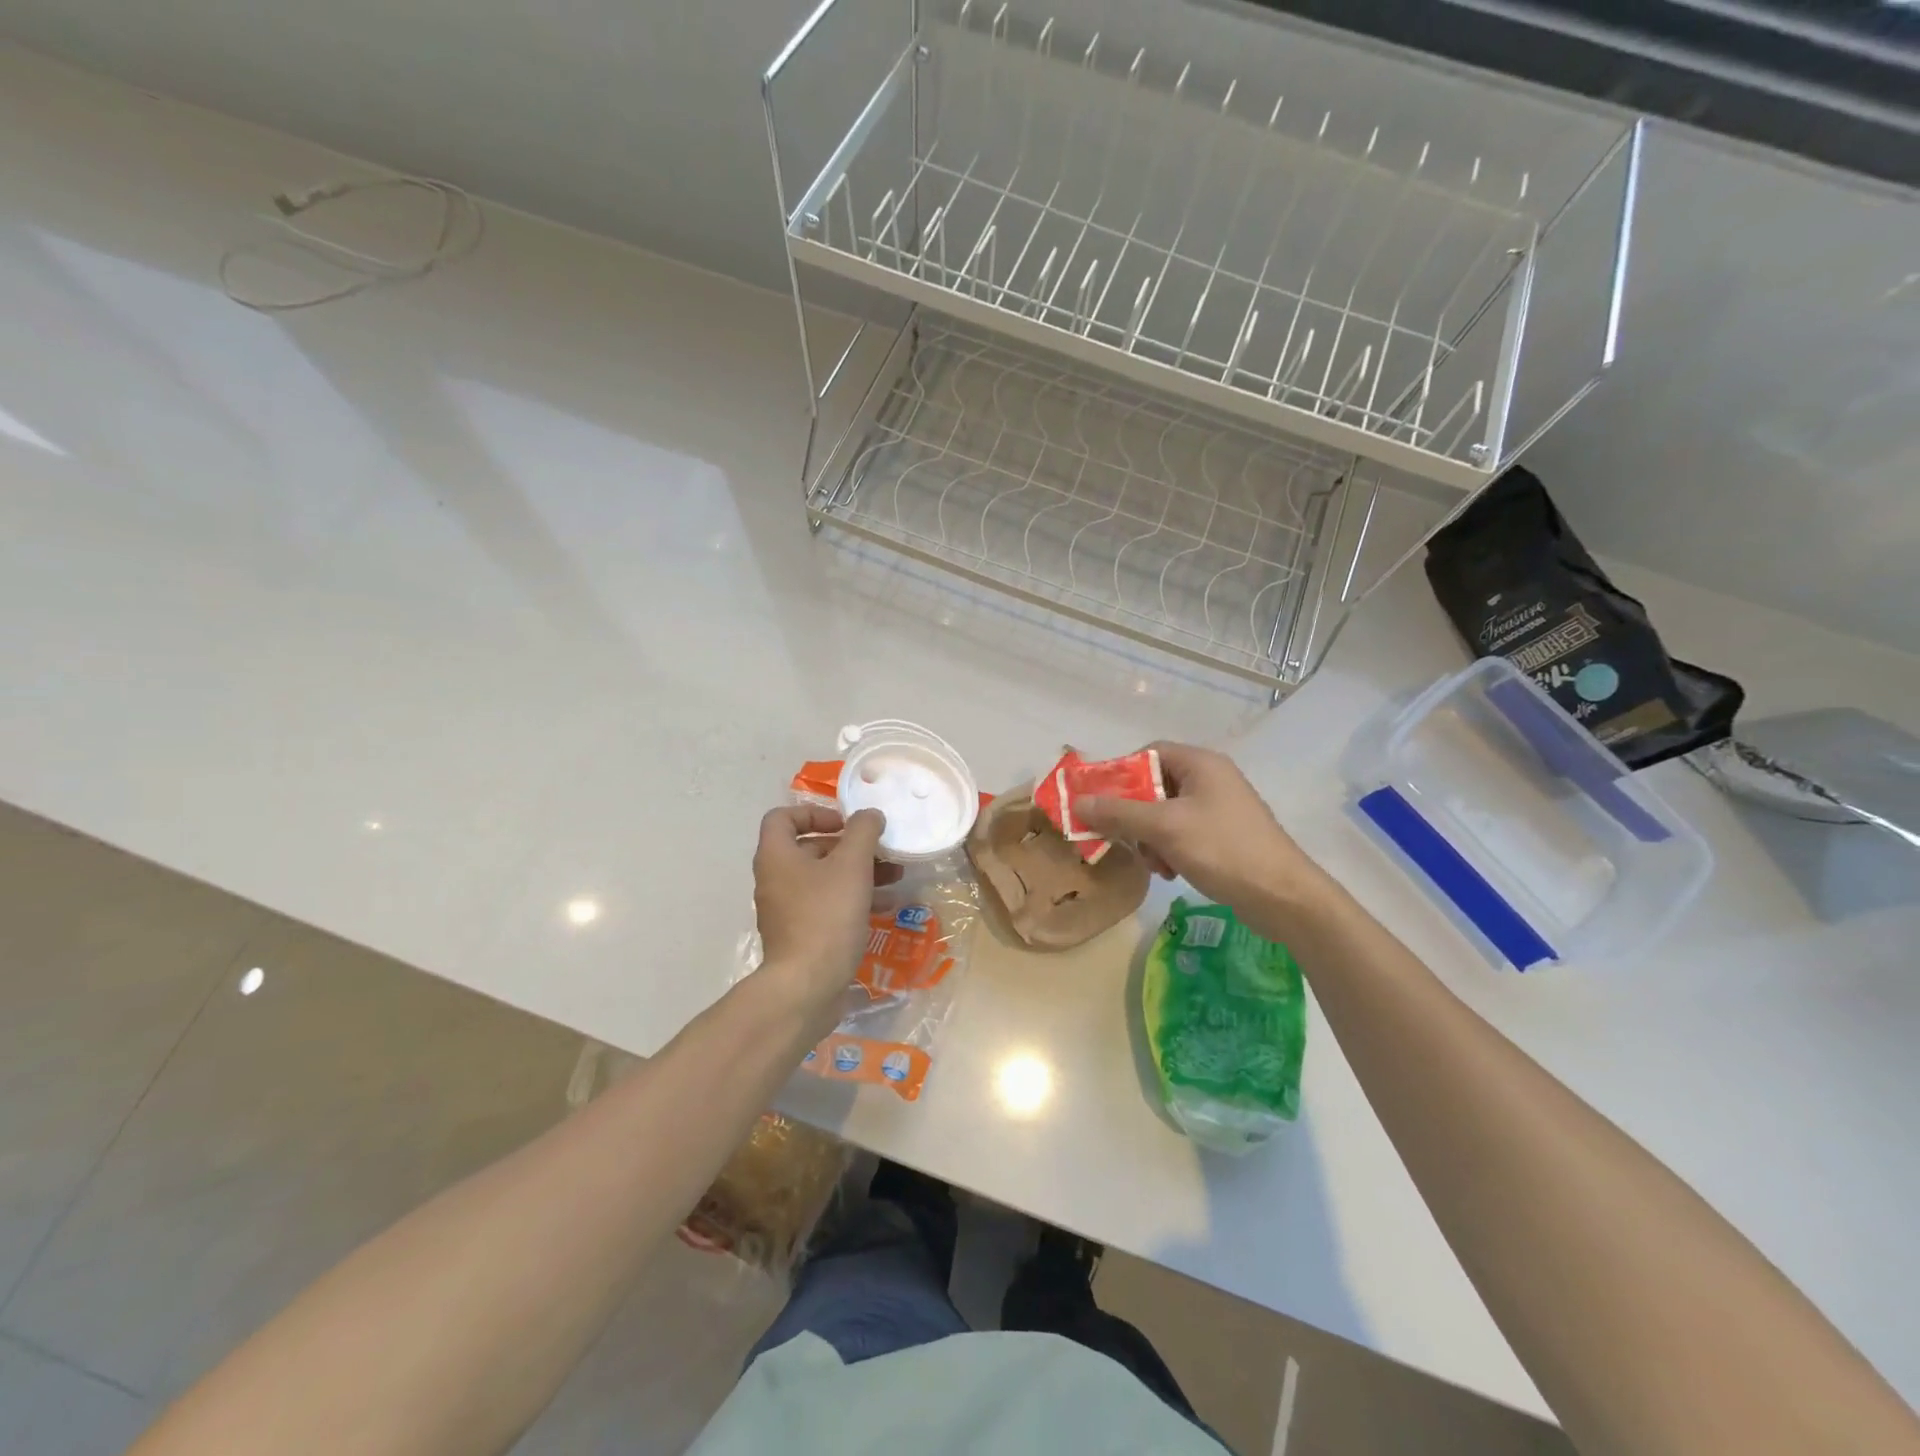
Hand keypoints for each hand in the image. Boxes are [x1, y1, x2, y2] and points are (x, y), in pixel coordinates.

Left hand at [752, 805, 888, 1020]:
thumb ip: (863, 832)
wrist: (806, 987)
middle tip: (881, 849)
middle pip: (811, 848)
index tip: (846, 823)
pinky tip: (886, 905)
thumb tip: (870, 815)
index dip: (815, 813)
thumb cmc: (826, 916)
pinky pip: (828, 906)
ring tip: (895, 876)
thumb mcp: (851, 865)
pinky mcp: (802, 935)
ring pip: (824, 879)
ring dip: (859, 872)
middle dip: (850, 846)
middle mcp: (776, 879)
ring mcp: (787, 910)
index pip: (783, 817)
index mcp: (777, 856)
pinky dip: (854, 899)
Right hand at [1074, 742, 1336, 935]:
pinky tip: (1170, 873)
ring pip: (1164, 814)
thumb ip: (1118, 813)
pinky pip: (1181, 834)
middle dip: (1134, 816)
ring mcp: (1219, 809)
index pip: (1150, 753)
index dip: (1121, 774)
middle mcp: (1211, 779)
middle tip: (1122, 839)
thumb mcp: (1164, 828)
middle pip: (1154, 786)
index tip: (1101, 801)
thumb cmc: (1223, 850)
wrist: (1284, 897)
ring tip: (1154, 864)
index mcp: (1201, 764)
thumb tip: (1077, 803)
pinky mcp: (1223, 837)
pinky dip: (1169, 850)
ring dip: (1149, 838)